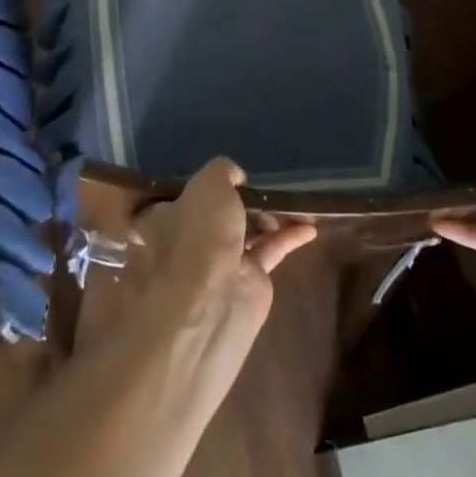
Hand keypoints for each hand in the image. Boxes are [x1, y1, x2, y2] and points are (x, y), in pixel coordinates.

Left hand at [132, 158, 316, 351]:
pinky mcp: (249, 280)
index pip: (182, 194)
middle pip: (219, 212)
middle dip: (242, 198)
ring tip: (295, 200)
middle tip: (267, 184)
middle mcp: (189, 239)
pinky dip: (289, 236)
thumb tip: (236, 177)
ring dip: (271, 214)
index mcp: (165, 217)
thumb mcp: (208, 184)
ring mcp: (219, 262)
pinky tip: (310, 226)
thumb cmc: (198, 236)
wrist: (211, 305)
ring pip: (248, 229)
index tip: (228, 173)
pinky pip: (271, 250)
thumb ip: (223, 171)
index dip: (204, 183)